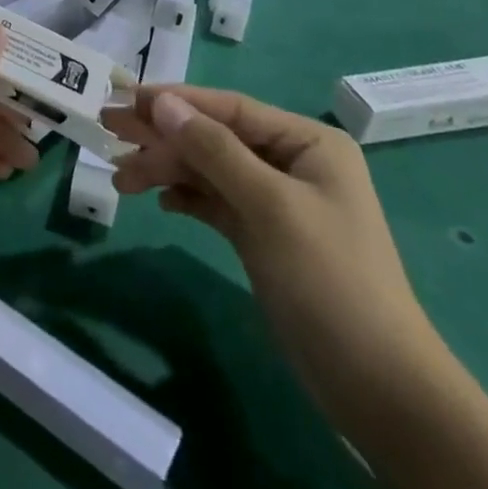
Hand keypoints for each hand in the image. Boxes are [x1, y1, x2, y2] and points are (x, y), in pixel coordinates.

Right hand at [105, 86, 445, 424]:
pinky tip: (161, 202)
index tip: (125, 99)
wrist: (379, 389)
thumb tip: (163, 102)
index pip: (229, 107)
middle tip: (108, 131)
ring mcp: (277, 201)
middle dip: (163, 136)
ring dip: (167, 170)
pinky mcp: (264, 236)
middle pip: (214, 136)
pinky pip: (216, 202)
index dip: (175, 101)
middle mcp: (291, 162)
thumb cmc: (329, 281)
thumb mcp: (270, 206)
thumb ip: (214, 150)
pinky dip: (188, 198)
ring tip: (121, 180)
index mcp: (306, 142)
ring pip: (210, 170)